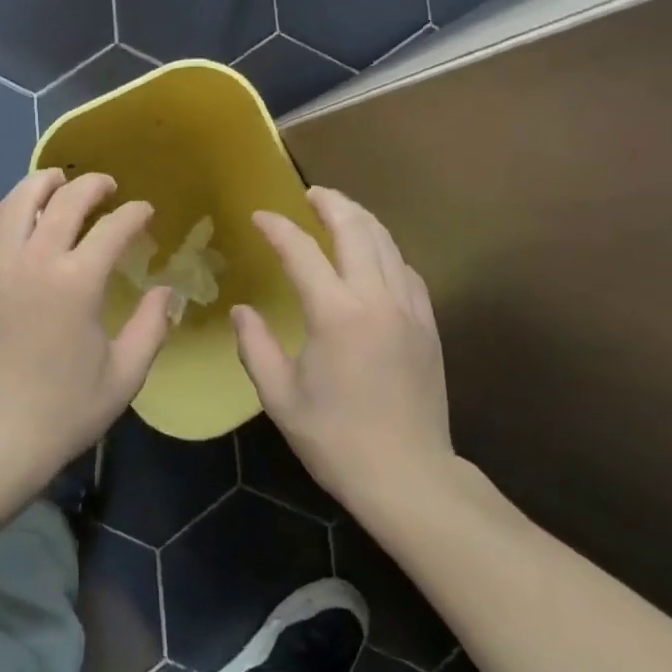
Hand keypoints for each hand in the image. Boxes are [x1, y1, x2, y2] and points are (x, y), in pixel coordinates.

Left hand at [0, 169, 175, 501]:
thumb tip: (164, 291)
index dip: (135, 214)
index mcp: (79, 280)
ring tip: (54, 182)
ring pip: (13, 202)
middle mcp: (35, 260)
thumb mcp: (125, 375)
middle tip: (107, 188)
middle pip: (66, 200)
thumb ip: (152, 327)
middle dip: (92, 185)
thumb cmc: (64, 412)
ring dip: (39, 183)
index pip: (115, 227)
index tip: (145, 213)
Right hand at [233, 187, 450, 519]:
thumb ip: (256, 346)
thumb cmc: (336, 440)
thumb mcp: (280, 398)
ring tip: (339, 211)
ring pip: (387, 242)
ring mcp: (408, 309)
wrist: (409, 477)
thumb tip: (243, 310)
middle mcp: (375, 299)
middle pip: (356, 229)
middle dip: (331, 202)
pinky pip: (406, 269)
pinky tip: (374, 255)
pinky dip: (386, 250)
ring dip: (361, 218)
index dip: (278, 228)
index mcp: (335, 314)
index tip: (259, 216)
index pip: (302, 251)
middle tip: (309, 194)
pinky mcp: (427, 325)